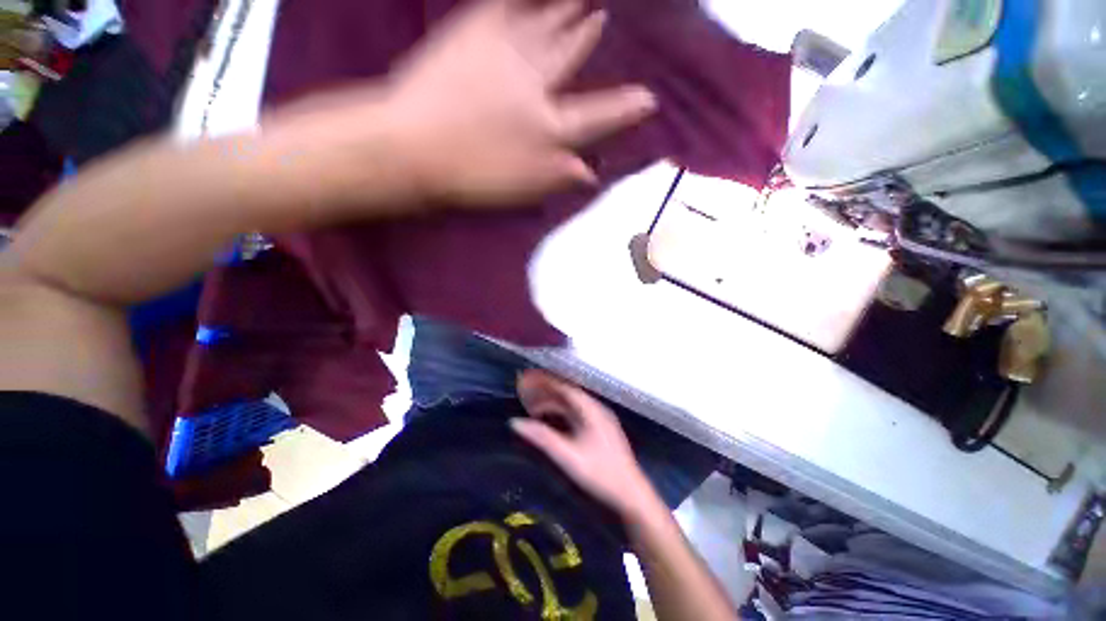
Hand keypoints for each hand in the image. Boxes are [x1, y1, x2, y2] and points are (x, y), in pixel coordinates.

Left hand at [383, 0, 656, 204]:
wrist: (412, 147)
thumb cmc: (471, 176)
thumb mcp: (522, 189)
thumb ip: (560, 177)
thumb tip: (592, 171)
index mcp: (546, 128)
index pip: (596, 117)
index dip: (625, 109)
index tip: (649, 98)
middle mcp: (536, 85)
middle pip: (572, 56)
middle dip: (591, 37)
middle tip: (607, 18)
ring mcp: (506, 52)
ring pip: (547, 24)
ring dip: (566, 8)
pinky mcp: (474, 32)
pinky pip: (506, 4)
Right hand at [511, 370, 661, 519]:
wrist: (630, 493)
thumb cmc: (599, 473)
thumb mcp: (567, 456)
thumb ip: (542, 437)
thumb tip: (515, 422)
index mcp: (591, 409)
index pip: (565, 388)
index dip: (546, 382)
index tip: (528, 380)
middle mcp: (597, 409)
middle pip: (568, 394)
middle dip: (548, 392)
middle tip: (527, 394)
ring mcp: (601, 418)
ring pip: (573, 404)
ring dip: (555, 403)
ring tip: (535, 408)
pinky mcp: (602, 429)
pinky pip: (578, 413)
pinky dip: (563, 413)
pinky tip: (553, 420)